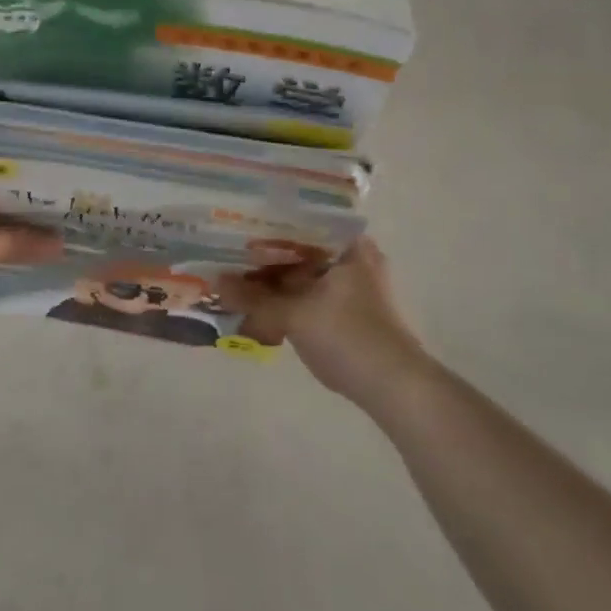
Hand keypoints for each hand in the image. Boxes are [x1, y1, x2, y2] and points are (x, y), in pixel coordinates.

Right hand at [219, 238, 429, 402]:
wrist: (396, 389)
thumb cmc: (348, 337)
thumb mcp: (293, 315)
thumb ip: (253, 298)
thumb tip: (214, 281)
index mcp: (350, 246)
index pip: (302, 220)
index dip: (267, 224)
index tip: (237, 225)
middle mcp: (357, 260)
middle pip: (302, 250)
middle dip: (267, 256)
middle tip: (231, 253)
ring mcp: (357, 288)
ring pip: (306, 275)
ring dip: (277, 281)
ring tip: (239, 279)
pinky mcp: (353, 314)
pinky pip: (312, 295)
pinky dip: (290, 299)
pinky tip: (262, 305)